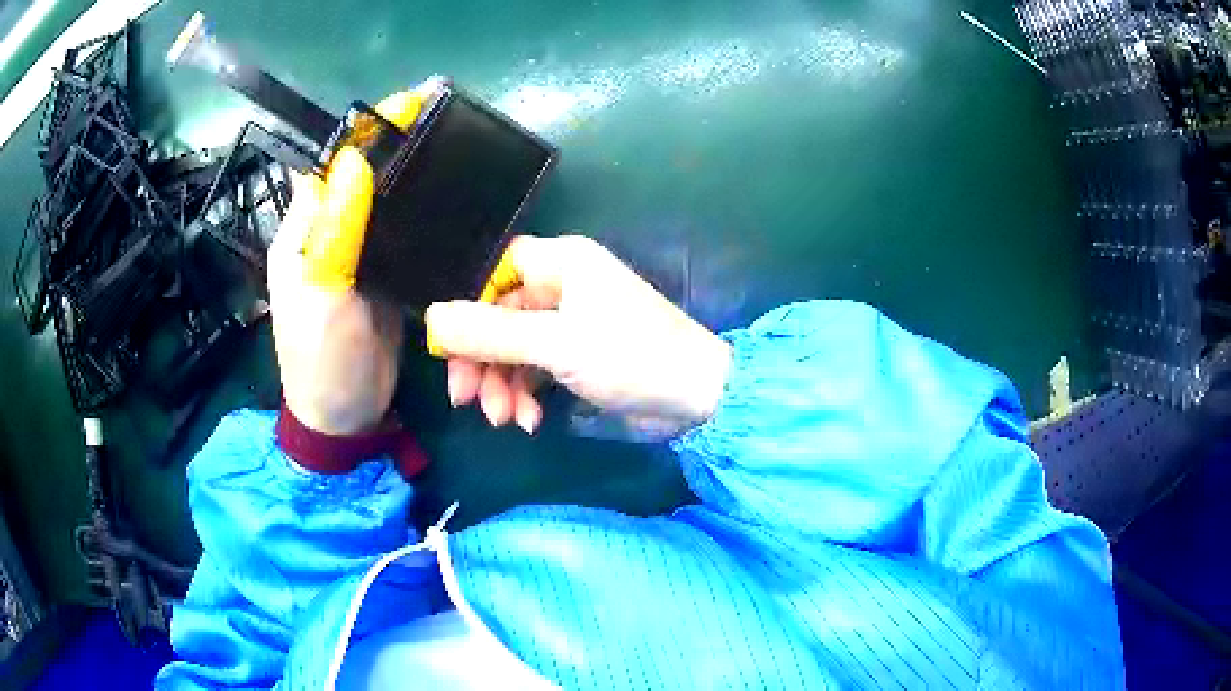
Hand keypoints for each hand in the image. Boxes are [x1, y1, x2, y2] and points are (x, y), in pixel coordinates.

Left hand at [268, 86, 437, 435]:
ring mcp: (358, 255)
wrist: (345, 417)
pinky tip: (451, 203)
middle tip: (443, 121)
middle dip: (397, 147)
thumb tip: (356, 160)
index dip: (368, 133)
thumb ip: (336, 231)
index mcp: (303, 232)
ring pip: (386, 203)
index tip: (410, 103)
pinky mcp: (385, 275)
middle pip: (363, 179)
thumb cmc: (322, 360)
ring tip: (454, 153)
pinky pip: (404, 235)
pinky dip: (424, 216)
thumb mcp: (322, 296)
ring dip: (414, 178)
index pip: (334, 167)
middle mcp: (328, 235)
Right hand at [424, 235, 732, 436]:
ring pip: (514, 347)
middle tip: (466, 400)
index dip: (467, 309)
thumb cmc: (630, 356)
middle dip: (482, 360)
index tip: (448, 350)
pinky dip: (527, 394)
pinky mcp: (579, 354)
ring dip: (502, 385)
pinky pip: (536, 368)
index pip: (493, 273)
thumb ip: (491, 332)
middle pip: (498, 315)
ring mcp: (571, 321)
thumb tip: (433, 318)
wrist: (696, 395)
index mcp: (560, 262)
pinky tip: (530, 422)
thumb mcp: (555, 345)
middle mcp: (562, 284)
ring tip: (506, 421)